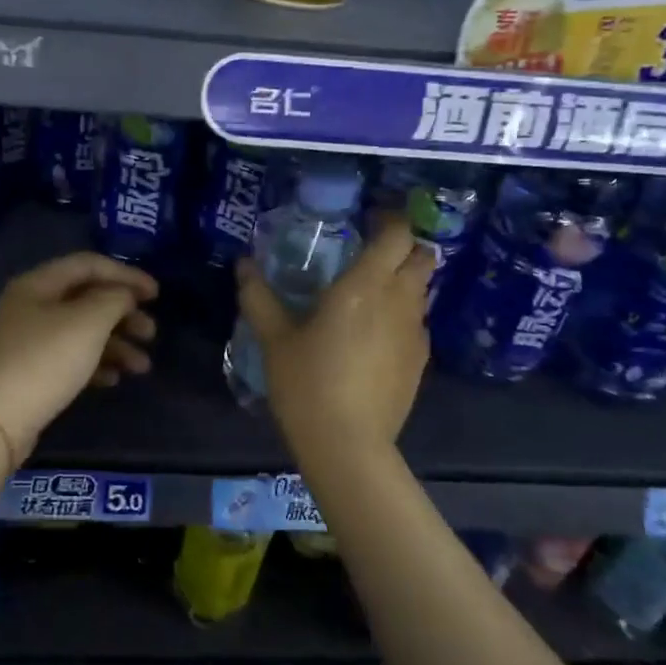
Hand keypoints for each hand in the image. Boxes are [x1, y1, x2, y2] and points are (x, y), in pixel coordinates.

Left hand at [0, 252, 157, 457]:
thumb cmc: (45, 361)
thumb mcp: (88, 322)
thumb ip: (114, 299)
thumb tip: (123, 296)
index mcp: (38, 283)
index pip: (88, 264)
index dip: (125, 274)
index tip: (156, 294)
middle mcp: (30, 305)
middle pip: (86, 298)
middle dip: (123, 313)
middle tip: (151, 332)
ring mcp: (28, 340)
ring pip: (81, 330)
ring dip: (116, 344)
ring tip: (142, 366)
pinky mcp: (30, 371)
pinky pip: (70, 357)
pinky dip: (95, 363)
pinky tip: (114, 379)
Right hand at [235, 213, 432, 466]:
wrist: (348, 446)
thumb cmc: (307, 384)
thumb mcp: (275, 339)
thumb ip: (258, 297)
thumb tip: (243, 264)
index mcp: (365, 286)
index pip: (397, 234)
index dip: (389, 219)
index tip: (367, 218)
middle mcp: (399, 301)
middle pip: (423, 257)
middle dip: (404, 247)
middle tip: (370, 252)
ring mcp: (416, 332)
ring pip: (421, 290)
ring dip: (403, 281)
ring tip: (369, 294)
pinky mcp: (421, 361)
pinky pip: (416, 322)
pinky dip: (402, 315)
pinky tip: (373, 337)